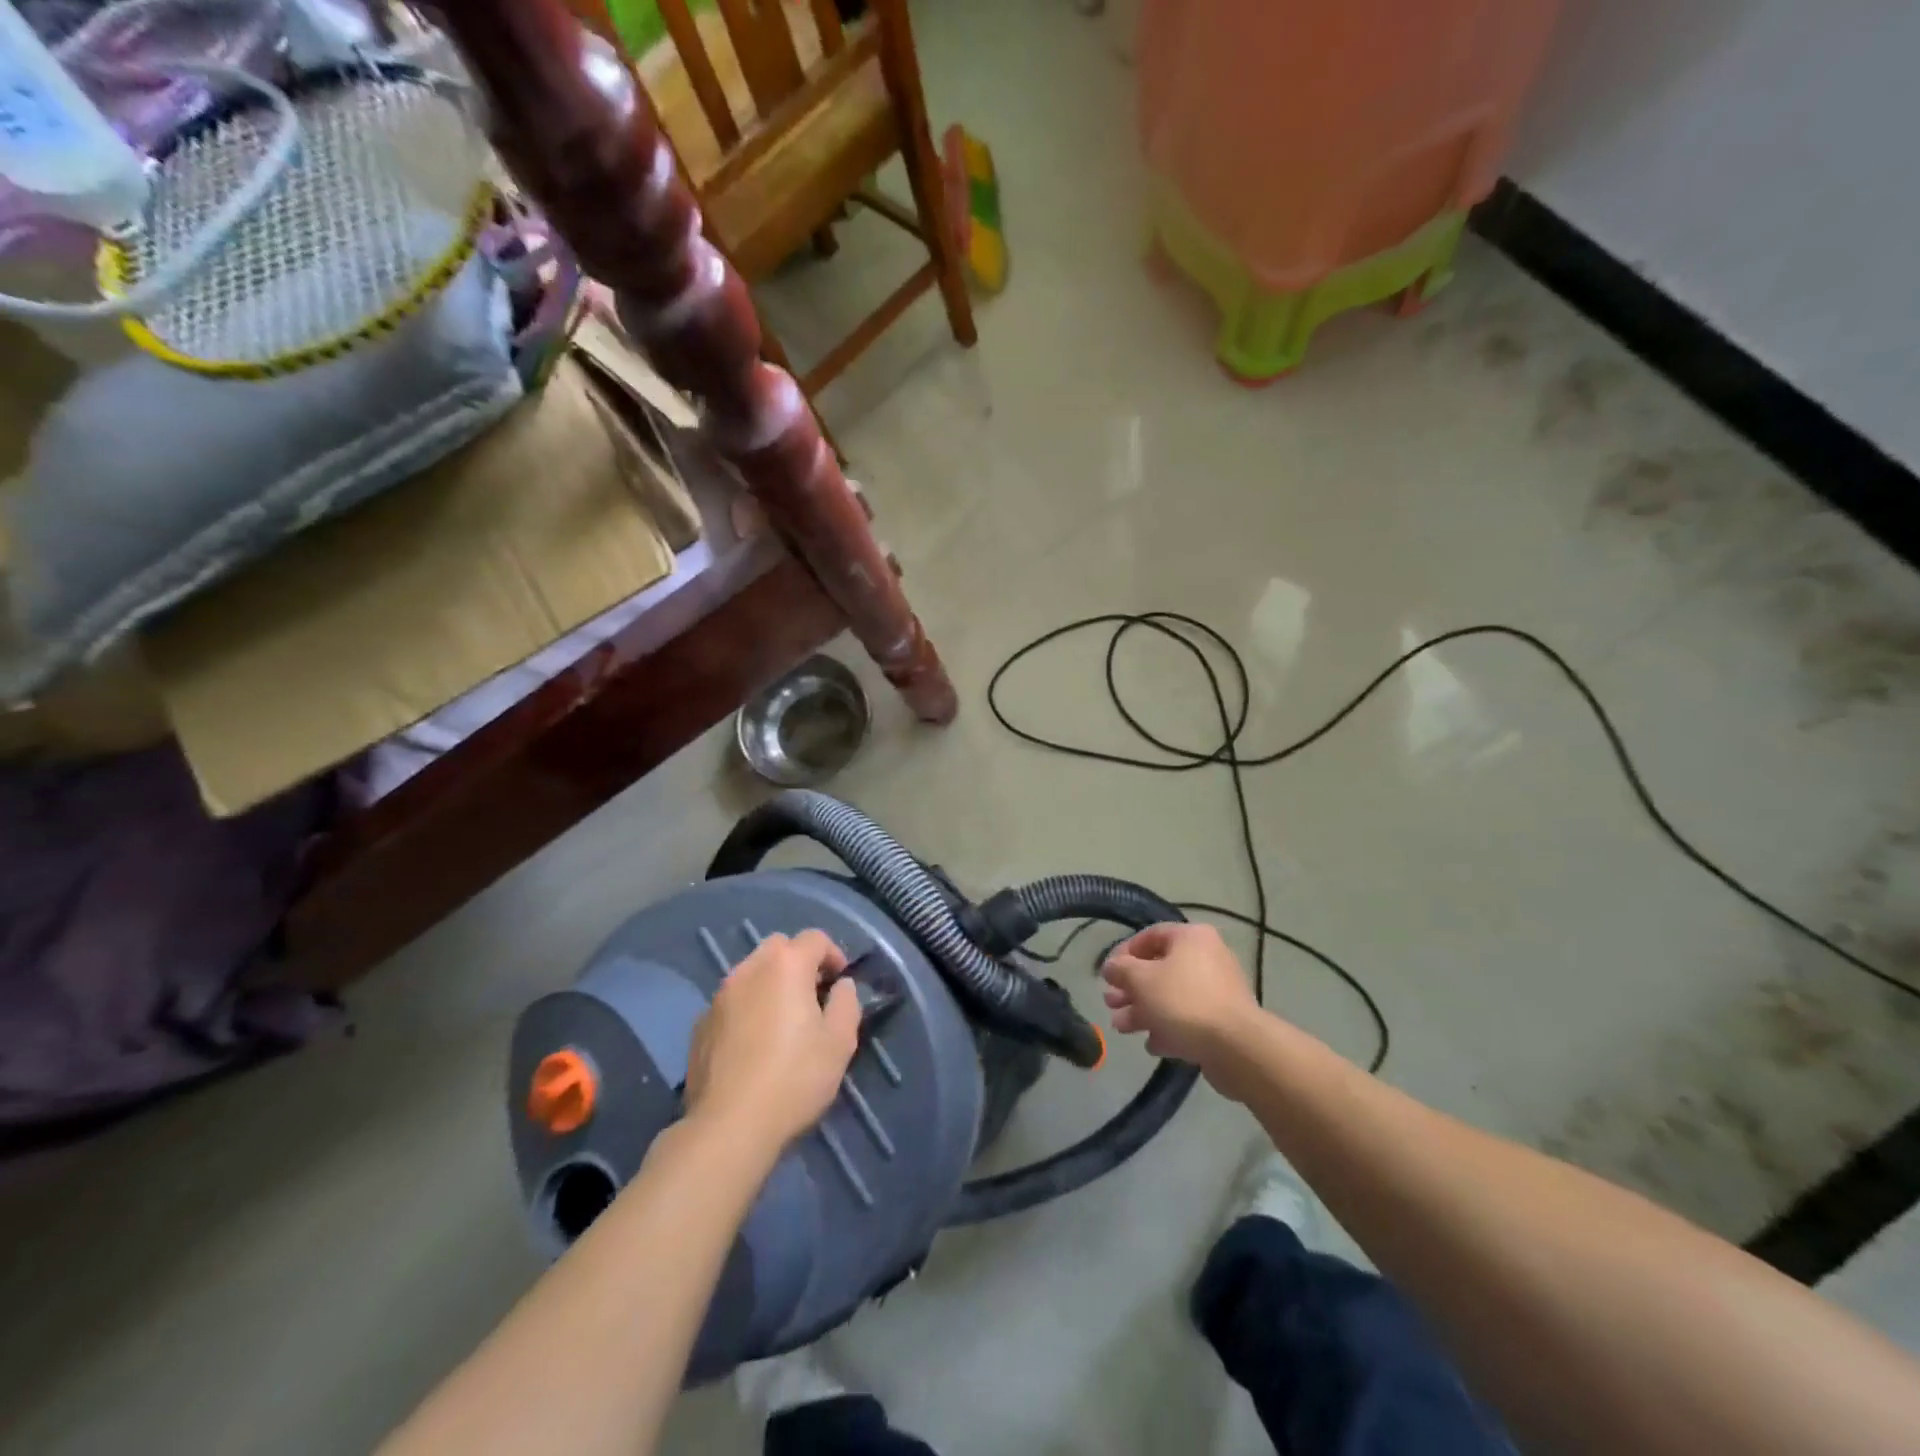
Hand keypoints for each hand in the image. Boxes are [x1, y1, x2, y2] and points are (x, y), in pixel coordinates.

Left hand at [684, 930, 859, 1156]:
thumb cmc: (794, 1078)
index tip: (840, 982)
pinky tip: (754, 1045)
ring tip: (783, 1021)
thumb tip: (841, 986)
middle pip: (779, 948)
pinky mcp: (700, 1025)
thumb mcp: (840, 1042)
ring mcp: (719, 996)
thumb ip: (846, 1003)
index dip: (834, 955)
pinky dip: (747, 1009)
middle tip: (813, 996)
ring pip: (751, 973)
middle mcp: (749, 969)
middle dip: (799, 962)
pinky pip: (731, 1002)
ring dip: (770, 985)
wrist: (729, 1126)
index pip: (815, 938)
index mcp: (786, 965)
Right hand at [1101, 922, 1259, 1072]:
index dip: (1124, 953)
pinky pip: (1188, 1018)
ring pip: (1171, 996)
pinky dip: (1168, 1028)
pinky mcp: (1223, 1020)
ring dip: (1143, 1010)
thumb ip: (1121, 969)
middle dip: (1131, 988)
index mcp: (1191, 937)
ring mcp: (1217, 990)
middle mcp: (1207, 957)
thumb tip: (1111, 967)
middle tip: (1110, 1003)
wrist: (1235, 1047)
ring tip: (1122, 1028)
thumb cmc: (1183, 1002)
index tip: (1107, 974)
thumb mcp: (1141, 980)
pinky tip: (1153, 1044)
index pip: (1150, 935)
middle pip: (1159, 968)